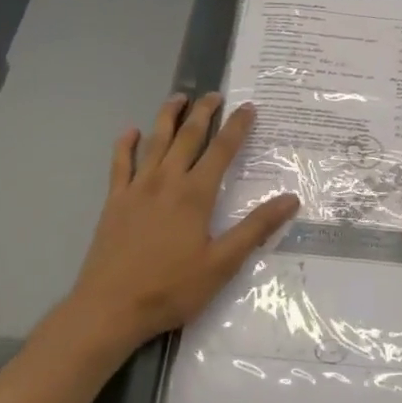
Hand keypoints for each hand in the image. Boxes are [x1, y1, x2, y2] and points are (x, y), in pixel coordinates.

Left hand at [67, 93, 299, 352]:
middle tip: (214, 94)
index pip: (222, 150)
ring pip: (155, 141)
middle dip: (203, 112)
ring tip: (178, 97)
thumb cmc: (171, 288)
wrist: (110, 308)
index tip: (248, 107)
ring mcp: (137, 188)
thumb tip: (291, 199)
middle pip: (188, 136)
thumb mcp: (222, 264)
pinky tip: (131, 132)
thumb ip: (256, 228)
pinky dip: (126, 144)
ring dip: (168, 116)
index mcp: (195, 194)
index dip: (237, 126)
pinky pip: (120, 163)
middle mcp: (166, 181)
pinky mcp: (115, 201)